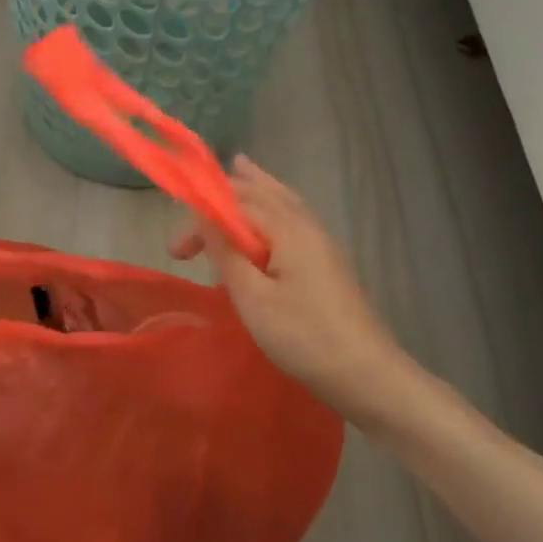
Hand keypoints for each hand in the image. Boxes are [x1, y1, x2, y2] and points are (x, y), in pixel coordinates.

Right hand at [171, 156, 407, 425]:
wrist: (365, 374)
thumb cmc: (303, 337)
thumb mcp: (252, 298)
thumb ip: (227, 252)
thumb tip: (204, 216)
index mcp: (289, 230)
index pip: (238, 202)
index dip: (202, 215)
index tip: (176, 251)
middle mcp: (307, 226)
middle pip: (264, 193)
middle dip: (227, 195)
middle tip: (194, 204)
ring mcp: (322, 243)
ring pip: (284, 201)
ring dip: (256, 189)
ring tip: (241, 167)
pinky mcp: (327, 261)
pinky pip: (294, 217)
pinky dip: (274, 204)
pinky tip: (272, 212)